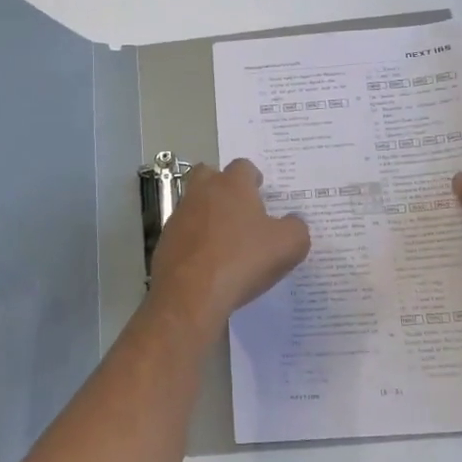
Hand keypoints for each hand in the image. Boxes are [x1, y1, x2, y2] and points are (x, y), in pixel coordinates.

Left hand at [148, 159, 309, 327]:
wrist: (190, 294)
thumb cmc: (243, 261)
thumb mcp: (289, 246)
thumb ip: (296, 228)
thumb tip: (293, 222)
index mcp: (232, 185)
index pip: (243, 166)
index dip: (253, 179)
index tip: (261, 193)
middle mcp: (202, 192)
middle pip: (209, 175)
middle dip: (223, 186)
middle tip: (240, 210)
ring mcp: (179, 216)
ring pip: (194, 204)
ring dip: (208, 215)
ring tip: (226, 242)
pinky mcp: (165, 241)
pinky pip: (184, 233)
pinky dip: (195, 241)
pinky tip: (209, 263)